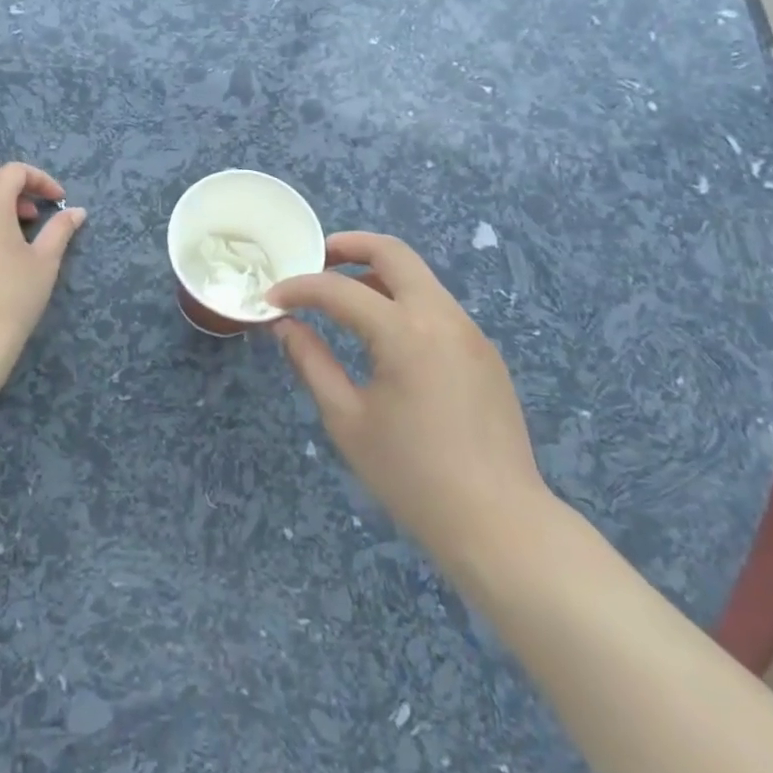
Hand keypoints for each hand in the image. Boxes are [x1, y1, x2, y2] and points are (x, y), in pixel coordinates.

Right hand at [269, 232, 553, 579]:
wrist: (501, 526)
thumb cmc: (412, 476)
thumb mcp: (347, 420)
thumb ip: (312, 362)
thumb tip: (285, 325)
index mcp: (404, 331)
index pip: (338, 290)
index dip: (298, 289)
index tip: (271, 298)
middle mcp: (441, 316)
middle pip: (392, 252)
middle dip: (348, 246)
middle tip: (315, 260)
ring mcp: (469, 331)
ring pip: (418, 277)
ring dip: (377, 274)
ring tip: (343, 298)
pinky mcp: (483, 352)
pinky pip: (436, 306)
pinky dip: (402, 302)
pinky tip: (384, 336)